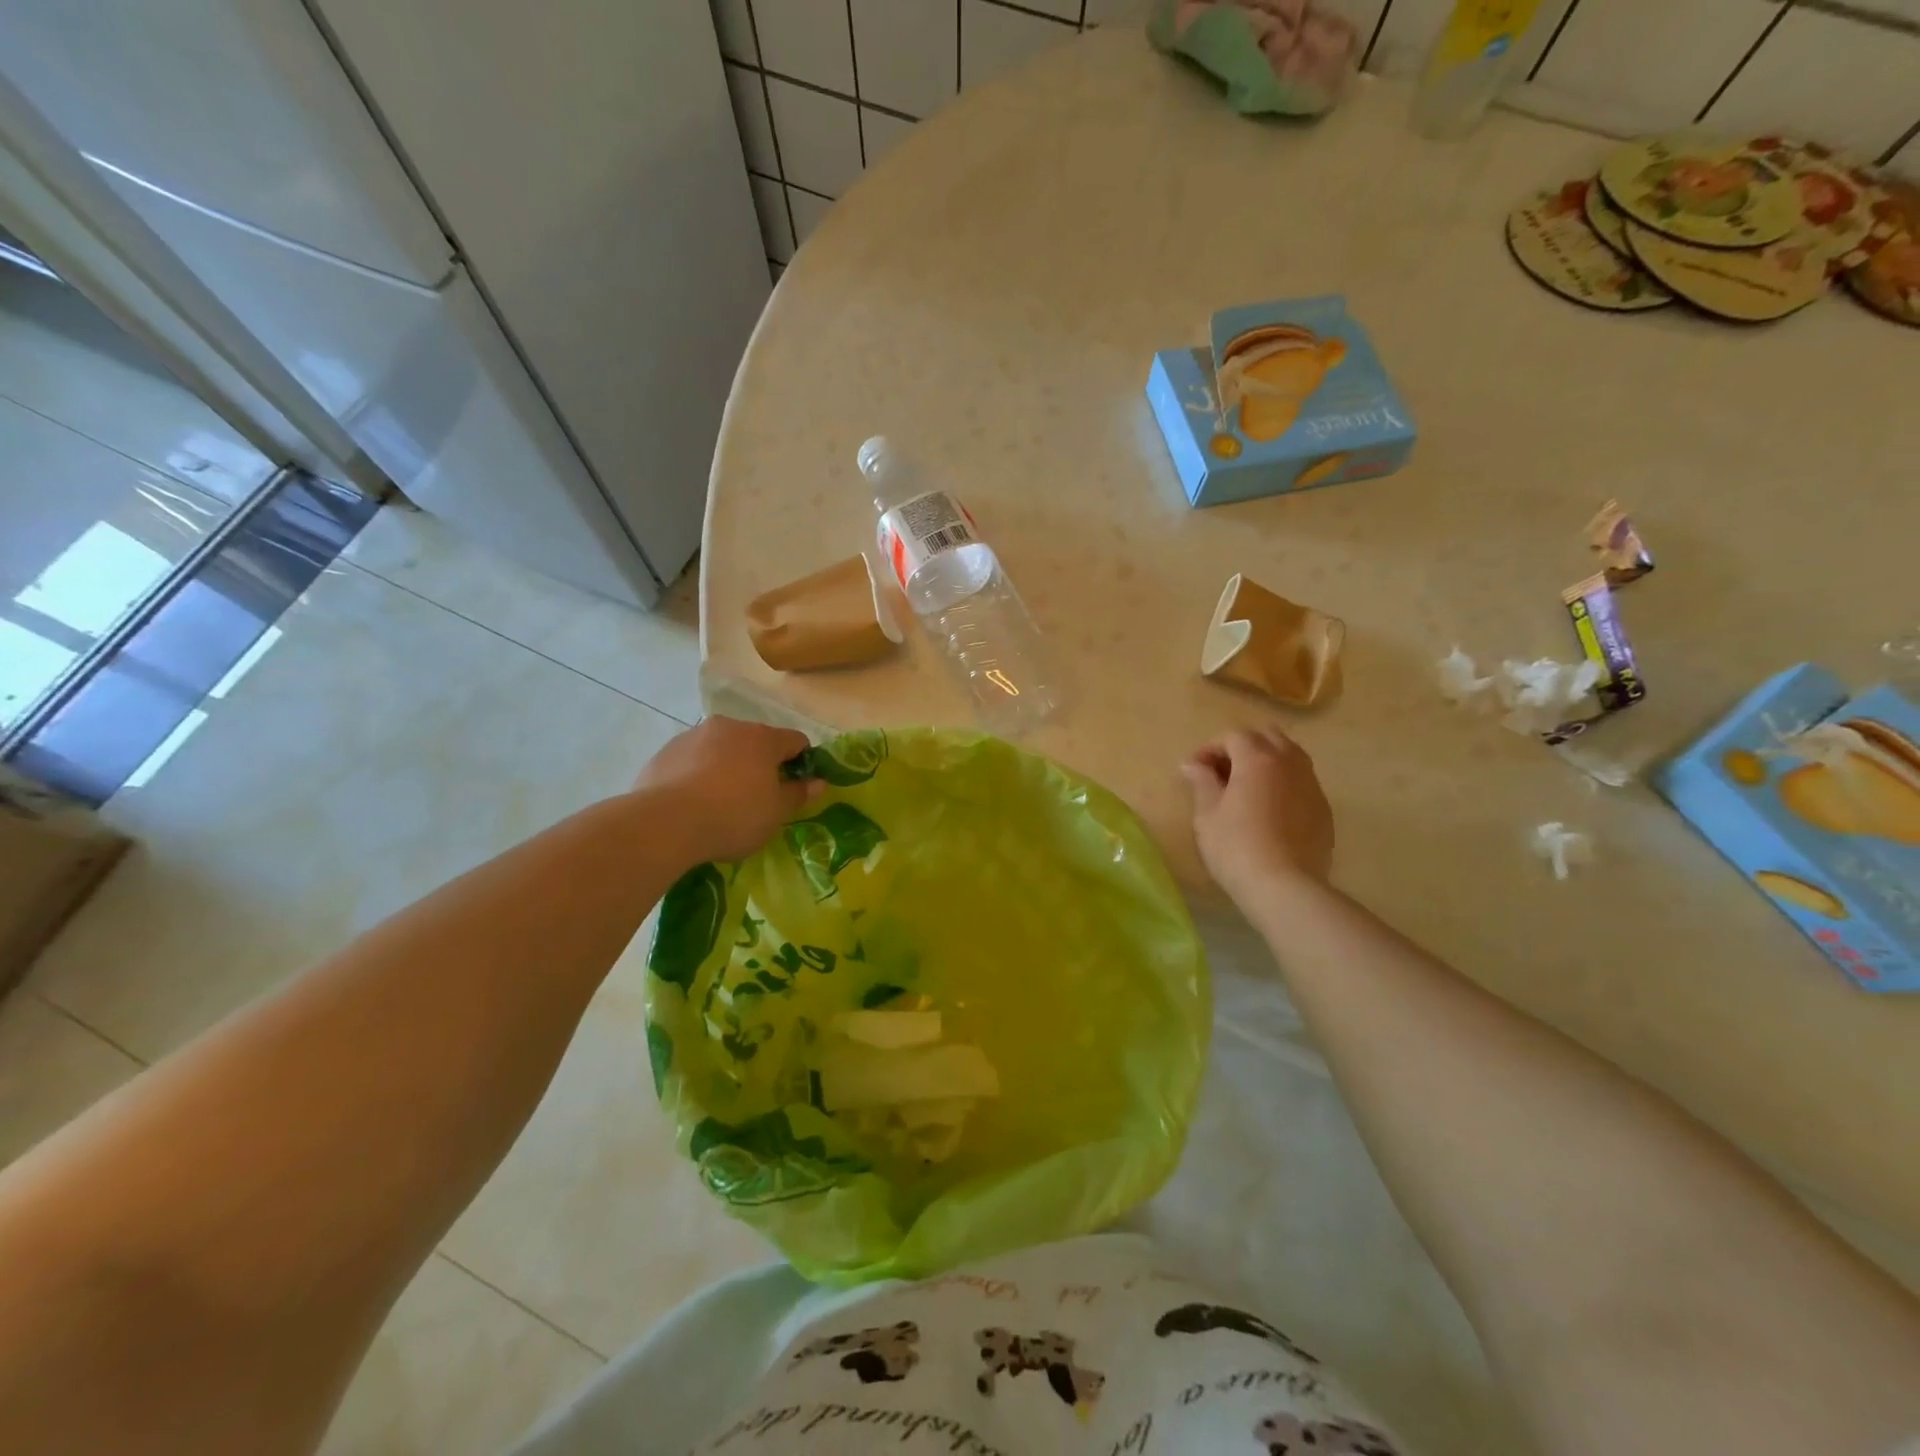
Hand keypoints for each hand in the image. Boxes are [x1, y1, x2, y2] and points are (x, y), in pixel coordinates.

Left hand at [633, 717, 819, 862]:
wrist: (664, 823)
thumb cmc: (733, 816)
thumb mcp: (775, 813)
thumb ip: (798, 794)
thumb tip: (818, 782)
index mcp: (763, 738)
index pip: (795, 741)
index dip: (802, 762)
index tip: (796, 788)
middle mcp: (729, 727)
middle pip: (756, 742)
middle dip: (761, 765)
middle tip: (758, 799)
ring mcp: (693, 736)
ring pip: (721, 749)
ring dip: (728, 767)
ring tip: (720, 803)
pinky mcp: (664, 752)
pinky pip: (692, 761)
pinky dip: (698, 775)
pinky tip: (692, 803)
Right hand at [1180, 726, 1334, 906]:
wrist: (1285, 887)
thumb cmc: (1236, 847)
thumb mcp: (1207, 815)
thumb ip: (1201, 782)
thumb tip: (1192, 764)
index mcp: (1257, 759)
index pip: (1233, 736)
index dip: (1211, 747)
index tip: (1195, 769)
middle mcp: (1289, 763)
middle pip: (1267, 737)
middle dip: (1243, 747)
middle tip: (1223, 772)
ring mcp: (1311, 785)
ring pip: (1290, 756)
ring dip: (1267, 761)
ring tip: (1247, 787)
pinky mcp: (1323, 809)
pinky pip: (1302, 781)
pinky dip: (1283, 783)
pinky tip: (1270, 809)